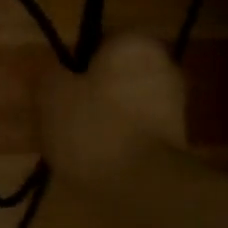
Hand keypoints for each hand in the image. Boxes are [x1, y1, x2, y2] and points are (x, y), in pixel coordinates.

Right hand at [41, 33, 186, 185]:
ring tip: (71, 144)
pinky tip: (94, 160)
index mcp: (134, 44)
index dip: (70, 64)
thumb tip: (54, 72)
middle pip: (111, 75)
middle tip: (58, 116)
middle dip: (87, 93)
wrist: (143, 186)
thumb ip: (50, 75)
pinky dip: (116, 141)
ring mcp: (174, 104)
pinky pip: (134, 131)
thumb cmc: (94, 126)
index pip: (95, 41)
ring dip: (101, 119)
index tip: (53, 88)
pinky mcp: (177, 140)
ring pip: (123, 104)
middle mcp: (162, 65)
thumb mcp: (52, 94)